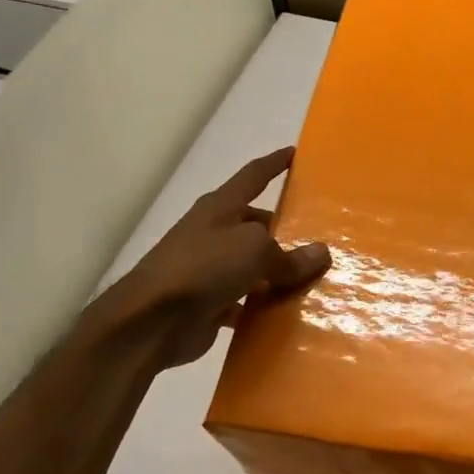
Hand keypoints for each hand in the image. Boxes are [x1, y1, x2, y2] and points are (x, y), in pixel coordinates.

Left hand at [82, 147, 330, 370]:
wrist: (152, 321)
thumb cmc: (204, 267)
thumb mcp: (255, 251)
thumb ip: (289, 255)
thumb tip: (321, 253)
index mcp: (221, 207)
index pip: (253, 176)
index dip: (274, 164)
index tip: (294, 153)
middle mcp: (215, 233)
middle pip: (257, 225)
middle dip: (285, 230)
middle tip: (321, 237)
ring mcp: (210, 269)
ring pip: (254, 265)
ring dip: (279, 272)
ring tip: (316, 277)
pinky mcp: (210, 302)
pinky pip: (247, 300)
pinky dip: (265, 305)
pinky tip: (291, 312)